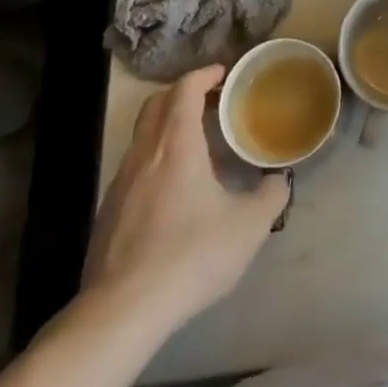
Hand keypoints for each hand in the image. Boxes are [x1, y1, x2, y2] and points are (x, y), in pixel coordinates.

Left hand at [82, 65, 289, 334]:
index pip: (185, 89)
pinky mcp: (108, 212)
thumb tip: (279, 179)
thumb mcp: (249, 227)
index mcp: (177, 144)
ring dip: (167, 126)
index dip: (205, 75)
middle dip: (183, 93)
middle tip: (212, 101)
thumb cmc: (191, 255)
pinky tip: (174, 188)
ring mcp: (120, 183)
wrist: (122, 312)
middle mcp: (144, 153)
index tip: (225, 74)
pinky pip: (134, 166)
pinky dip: (155, 157)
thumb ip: (271, 195)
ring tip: (196, 143)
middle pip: (156, 104)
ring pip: (142, 135)